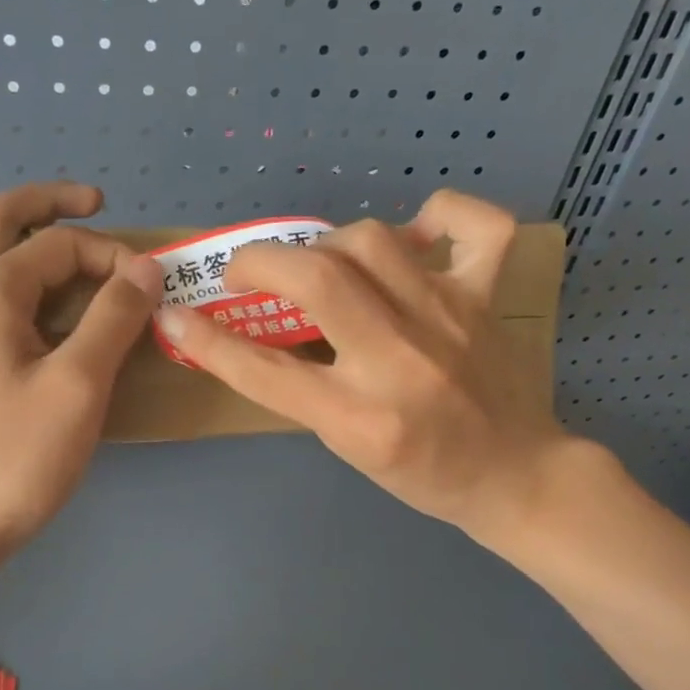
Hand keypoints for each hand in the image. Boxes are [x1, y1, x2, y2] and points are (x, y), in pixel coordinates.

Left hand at [0, 182, 161, 571]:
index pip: (57, 243)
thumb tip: (144, 268)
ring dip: (26, 238)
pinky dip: (19, 280)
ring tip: (69, 249)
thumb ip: (113, 319)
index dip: (111, 255)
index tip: (152, 288)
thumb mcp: (78, 385)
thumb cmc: (13, 457)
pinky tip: (47, 311)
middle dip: (49, 203)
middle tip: (97, 204)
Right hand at [154, 190, 593, 545]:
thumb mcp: (347, 447)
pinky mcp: (486, 297)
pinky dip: (439, 213)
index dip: (208, 340)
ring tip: (320, 262)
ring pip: (372, 241)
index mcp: (361, 419)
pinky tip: (414, 234)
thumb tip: (249, 332)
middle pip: (318, 279)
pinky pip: (473, 226)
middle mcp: (402, 362)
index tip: (174, 314)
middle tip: (245, 271)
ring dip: (327, 242)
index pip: (266, 372)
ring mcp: (450, 319)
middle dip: (262, 260)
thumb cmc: (422, 474)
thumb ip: (302, 390)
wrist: (514, 476)